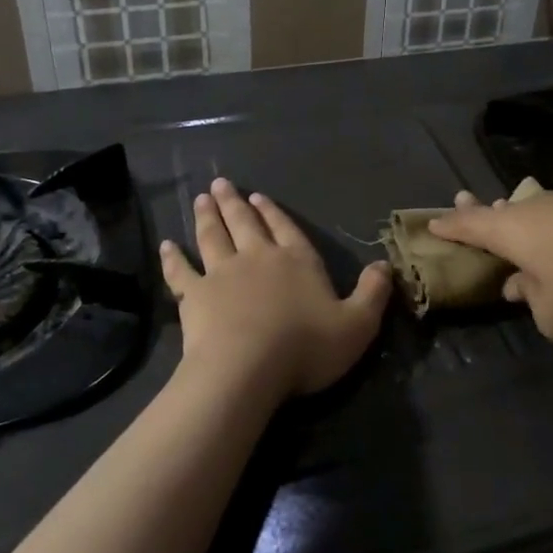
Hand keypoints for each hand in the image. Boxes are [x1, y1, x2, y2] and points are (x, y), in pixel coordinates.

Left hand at [160, 179, 393, 402]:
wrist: (247, 368)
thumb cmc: (306, 346)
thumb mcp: (357, 325)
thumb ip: (372, 293)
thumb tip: (385, 265)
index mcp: (296, 261)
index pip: (286, 229)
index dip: (274, 213)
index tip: (258, 197)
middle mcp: (258, 258)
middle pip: (245, 223)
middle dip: (234, 203)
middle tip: (221, 184)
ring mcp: (222, 273)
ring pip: (213, 237)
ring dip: (207, 217)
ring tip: (201, 199)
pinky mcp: (194, 295)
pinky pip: (180, 271)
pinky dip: (173, 258)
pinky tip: (167, 245)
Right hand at [428, 189, 552, 341]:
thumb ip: (531, 303)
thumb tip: (523, 287)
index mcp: (511, 231)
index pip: (469, 225)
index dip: (448, 226)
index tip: (431, 222)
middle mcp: (534, 209)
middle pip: (497, 208)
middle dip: (478, 209)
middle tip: (460, 199)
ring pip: (532, 211)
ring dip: (516, 218)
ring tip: (507, 217)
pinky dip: (550, 228)